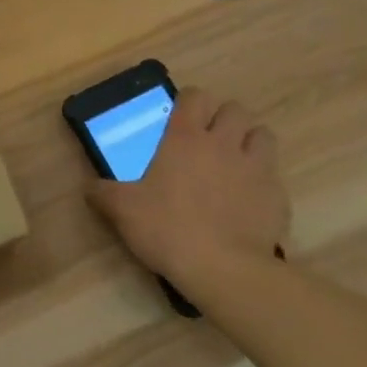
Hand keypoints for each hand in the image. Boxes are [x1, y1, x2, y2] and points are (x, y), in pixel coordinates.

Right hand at [85, 87, 288, 291]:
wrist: (223, 270)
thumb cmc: (168, 228)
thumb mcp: (122, 210)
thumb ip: (103, 193)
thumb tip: (89, 188)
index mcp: (186, 137)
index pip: (195, 96)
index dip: (189, 102)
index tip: (180, 117)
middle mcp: (224, 143)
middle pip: (235, 110)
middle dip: (224, 119)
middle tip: (208, 140)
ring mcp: (256, 168)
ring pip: (263, 135)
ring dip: (250, 142)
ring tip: (235, 163)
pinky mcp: (278, 197)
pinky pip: (274, 176)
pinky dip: (263, 182)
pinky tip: (248, 202)